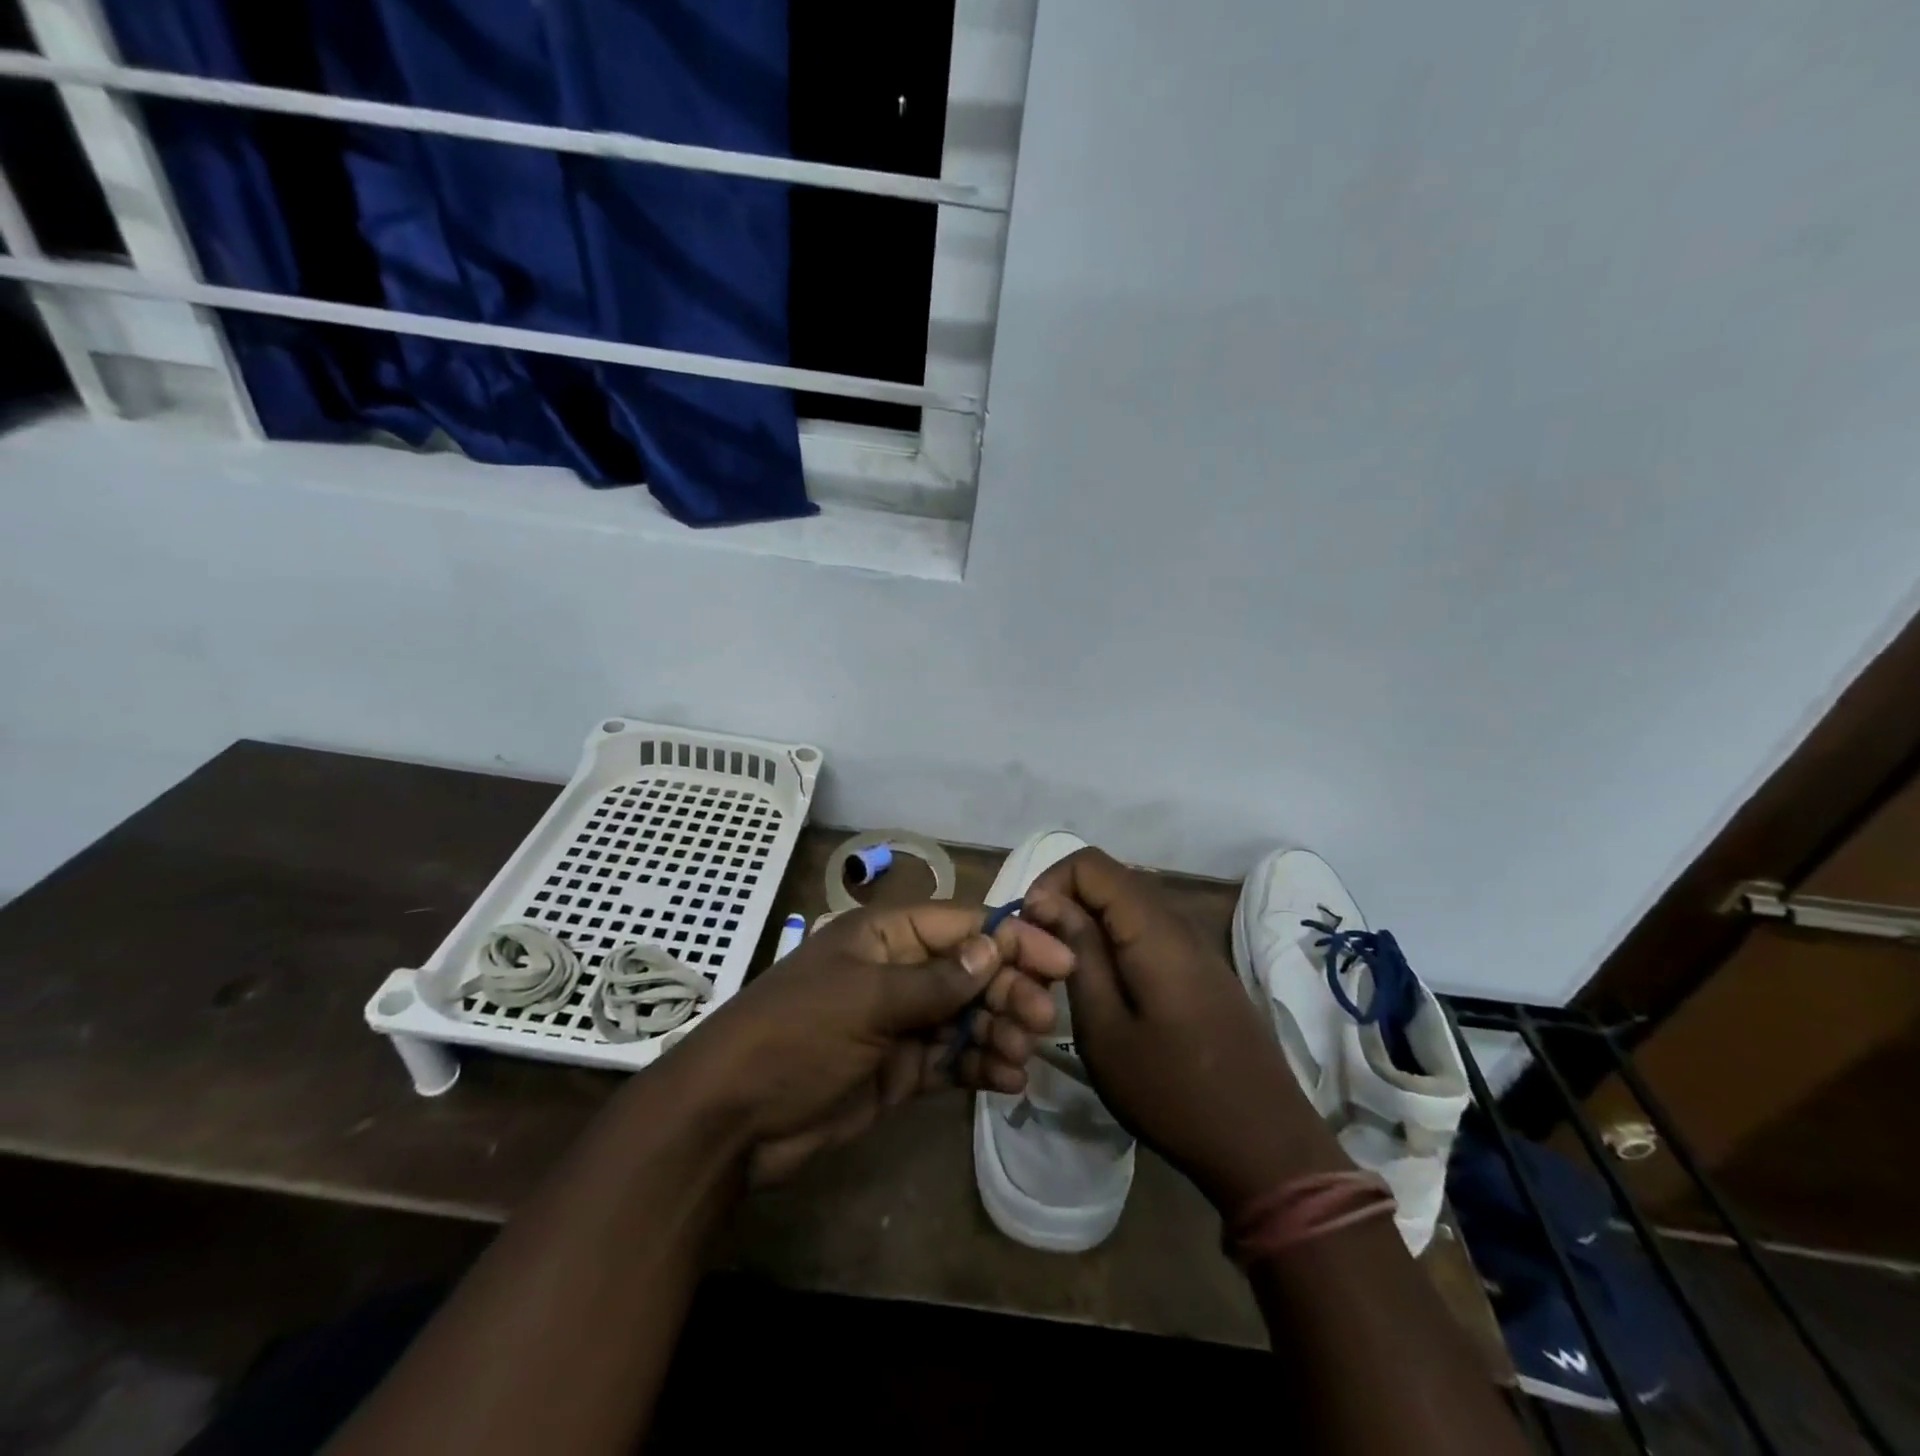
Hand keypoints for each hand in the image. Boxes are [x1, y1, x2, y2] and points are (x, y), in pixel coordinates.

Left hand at [675, 902, 1073, 1184]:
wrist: (732, 1120)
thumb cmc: (796, 1037)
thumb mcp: (865, 1001)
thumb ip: (935, 981)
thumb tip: (993, 949)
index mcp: (884, 937)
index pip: (961, 927)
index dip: (1011, 940)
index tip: (1058, 961)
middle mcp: (897, 972)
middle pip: (970, 972)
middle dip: (1008, 991)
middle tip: (1042, 1021)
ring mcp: (899, 1022)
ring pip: (966, 1017)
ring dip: (999, 1032)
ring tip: (1021, 1056)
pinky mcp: (900, 1069)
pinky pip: (951, 1059)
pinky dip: (979, 1067)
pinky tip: (1007, 1082)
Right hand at [1023, 848, 1346, 1212]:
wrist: (1266, 1147)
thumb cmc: (1173, 1093)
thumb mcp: (1105, 1031)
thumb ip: (1078, 955)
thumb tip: (1048, 901)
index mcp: (1153, 929)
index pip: (1090, 863)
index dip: (1050, 883)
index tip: (1028, 930)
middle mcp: (1178, 922)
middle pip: (1111, 879)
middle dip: (1065, 902)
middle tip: (1040, 954)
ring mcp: (1196, 945)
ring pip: (1128, 904)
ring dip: (1089, 923)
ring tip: (1064, 972)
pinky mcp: (1203, 969)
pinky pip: (1149, 930)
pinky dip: (1116, 941)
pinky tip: (1105, 987)